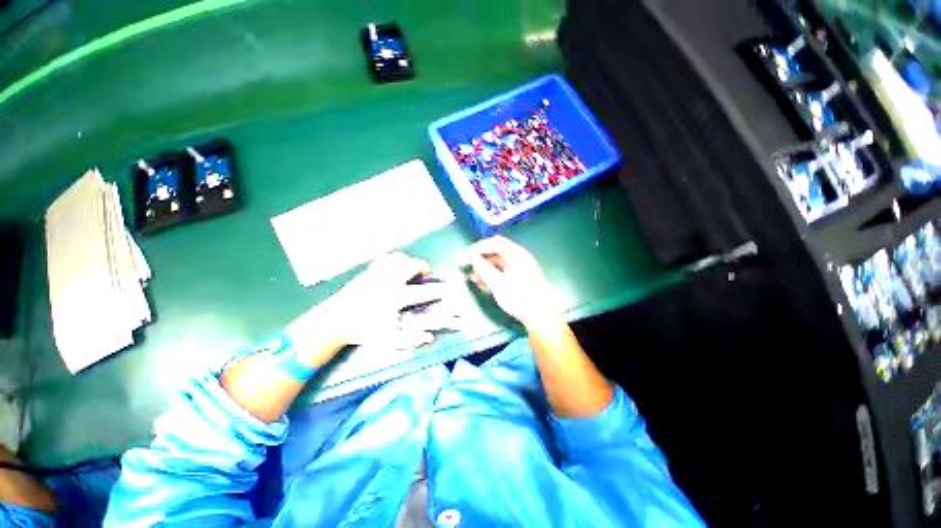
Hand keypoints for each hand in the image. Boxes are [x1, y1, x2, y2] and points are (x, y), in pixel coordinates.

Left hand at [289, 253, 445, 362]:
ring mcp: (378, 273)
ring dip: (409, 263)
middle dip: (423, 268)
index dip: (437, 290)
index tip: (447, 289)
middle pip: (412, 265)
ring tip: (409, 273)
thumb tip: (429, 337)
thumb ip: (409, 340)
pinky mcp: (369, 270)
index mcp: (395, 297)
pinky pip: (387, 258)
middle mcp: (389, 281)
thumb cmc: (362, 330)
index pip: (422, 292)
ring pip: (400, 258)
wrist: (334, 320)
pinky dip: (395, 260)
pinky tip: (394, 269)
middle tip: (423, 278)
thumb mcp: (387, 340)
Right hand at [467, 236, 557, 326]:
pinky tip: (485, 284)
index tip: (468, 255)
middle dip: (482, 258)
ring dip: (486, 268)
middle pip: (498, 252)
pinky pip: (504, 272)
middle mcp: (520, 258)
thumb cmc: (518, 298)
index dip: (480, 247)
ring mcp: (522, 268)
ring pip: (500, 263)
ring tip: (474, 278)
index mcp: (517, 254)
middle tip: (470, 267)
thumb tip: (473, 258)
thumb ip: (484, 269)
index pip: (496, 242)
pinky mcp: (521, 279)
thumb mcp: (497, 283)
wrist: (539, 317)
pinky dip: (494, 275)